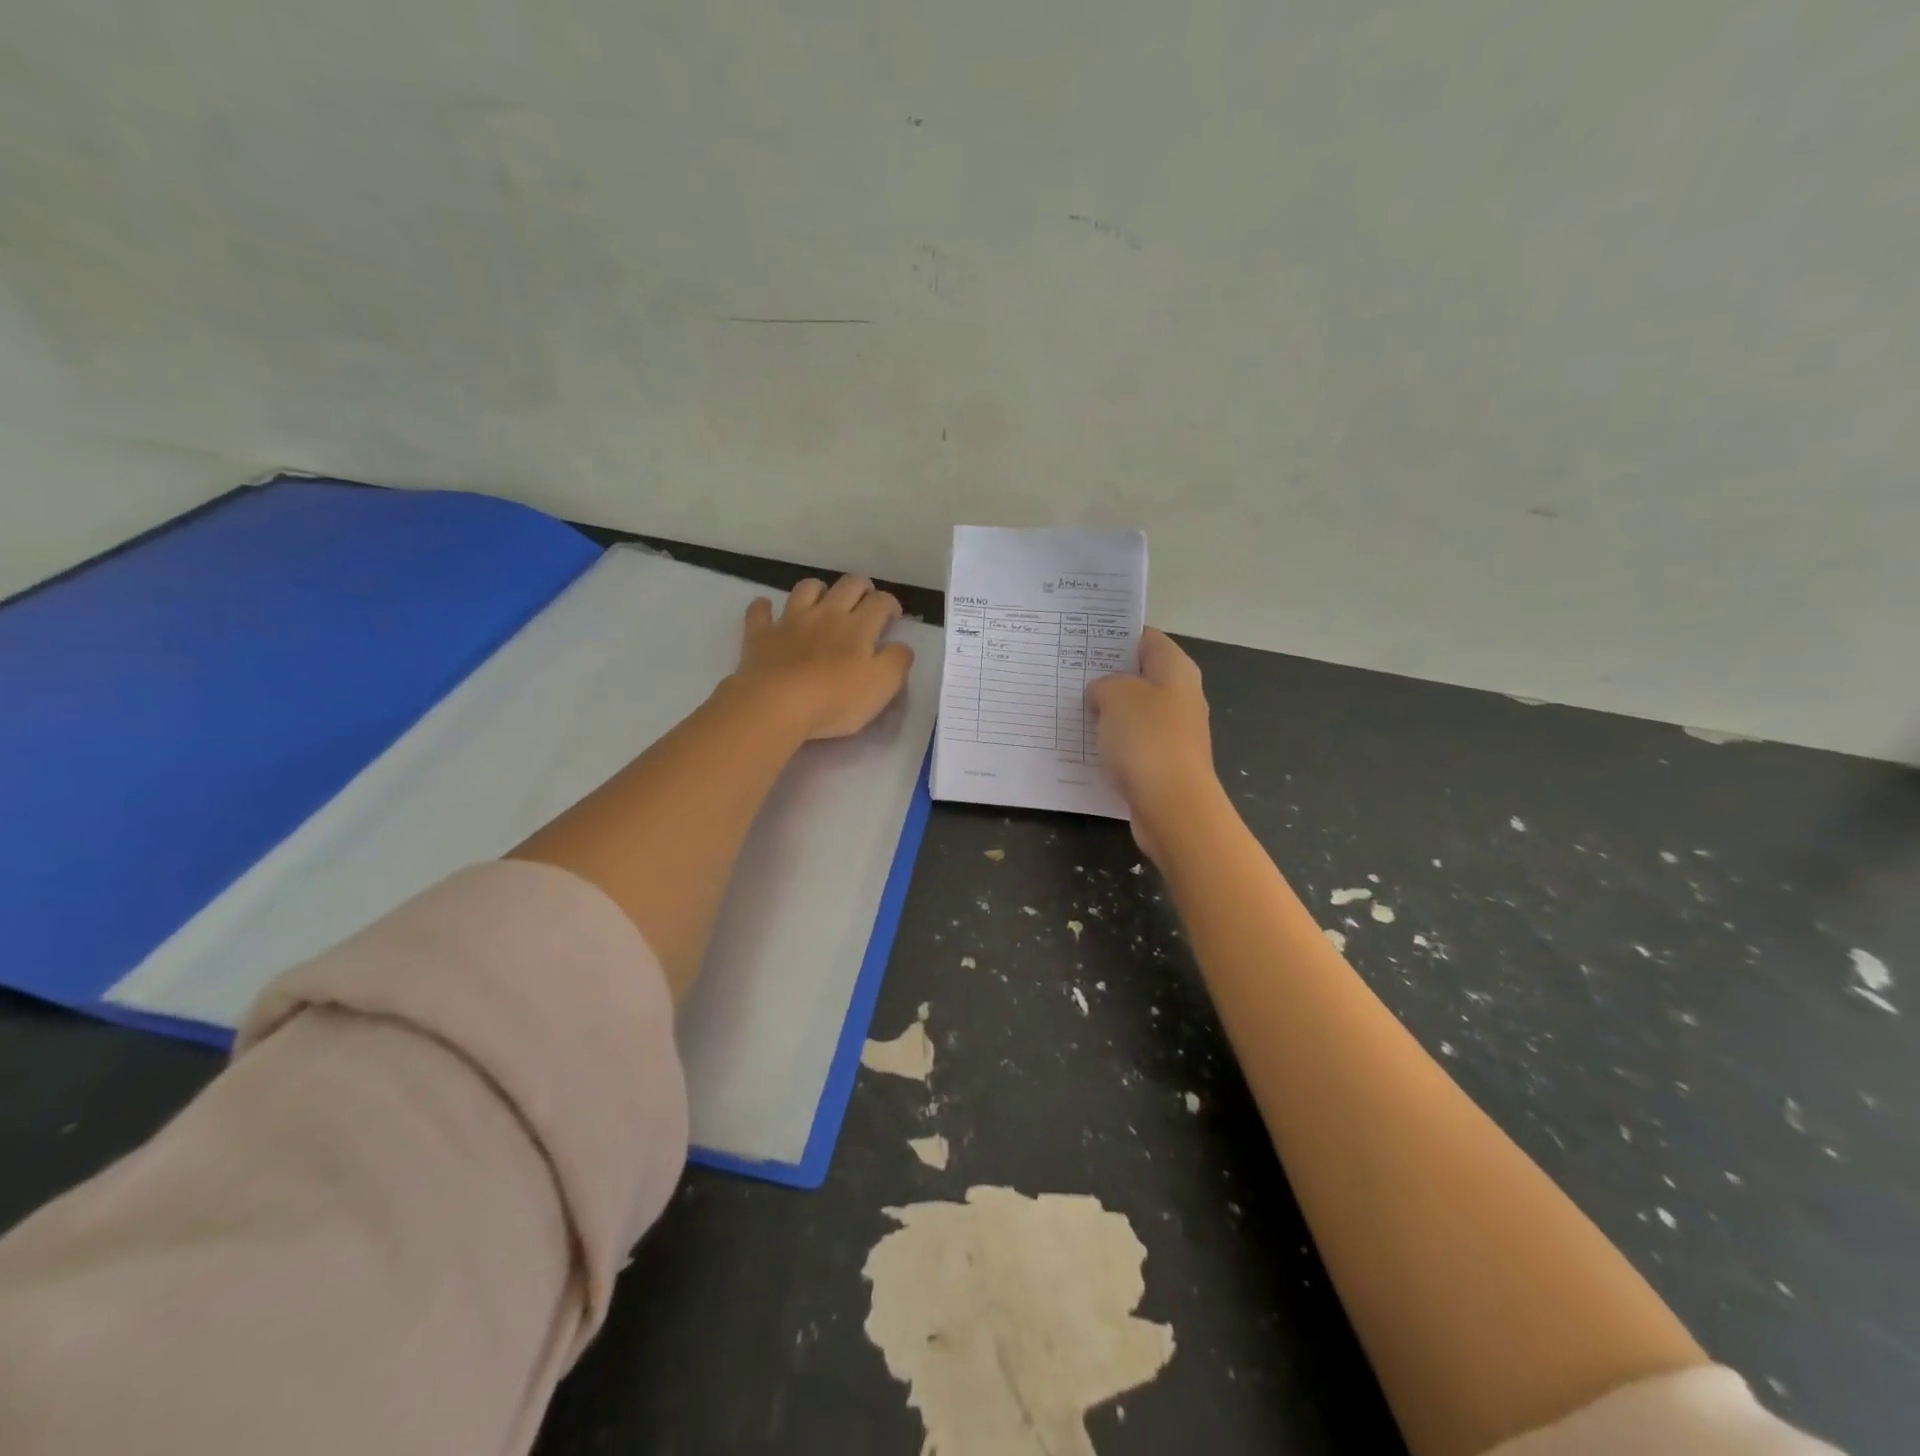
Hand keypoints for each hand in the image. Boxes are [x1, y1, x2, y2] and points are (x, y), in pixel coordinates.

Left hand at [729, 575, 914, 740]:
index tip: (892, 618)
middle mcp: (826, 614)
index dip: (890, 604)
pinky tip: (768, 611)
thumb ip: (897, 661)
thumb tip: (902, 646)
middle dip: (861, 587)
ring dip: (818, 590)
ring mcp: (790, 621)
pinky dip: (765, 608)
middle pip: (848, 585)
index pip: (881, 601)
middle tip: (865, 602)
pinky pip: (760, 611)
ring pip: (807, 589)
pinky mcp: (761, 635)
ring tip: (823, 603)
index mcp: (858, 626)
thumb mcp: (882, 686)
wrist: (776, 704)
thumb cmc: (835, 699)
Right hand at [1086, 628, 1219, 857]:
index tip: (1080, 640)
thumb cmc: (1146, 740)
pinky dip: (1111, 741)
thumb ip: (1104, 683)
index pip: (1145, 638)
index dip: (1114, 636)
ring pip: (1133, 711)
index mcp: (1176, 670)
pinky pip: (1131, 742)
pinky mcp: (1163, 761)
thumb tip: (1102, 692)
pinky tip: (1084, 744)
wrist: (1172, 806)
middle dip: (1106, 674)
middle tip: (1067, 673)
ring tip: (1068, 707)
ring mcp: (1173, 731)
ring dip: (1106, 710)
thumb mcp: (1116, 696)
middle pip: (1139, 675)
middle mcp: (1180, 696)